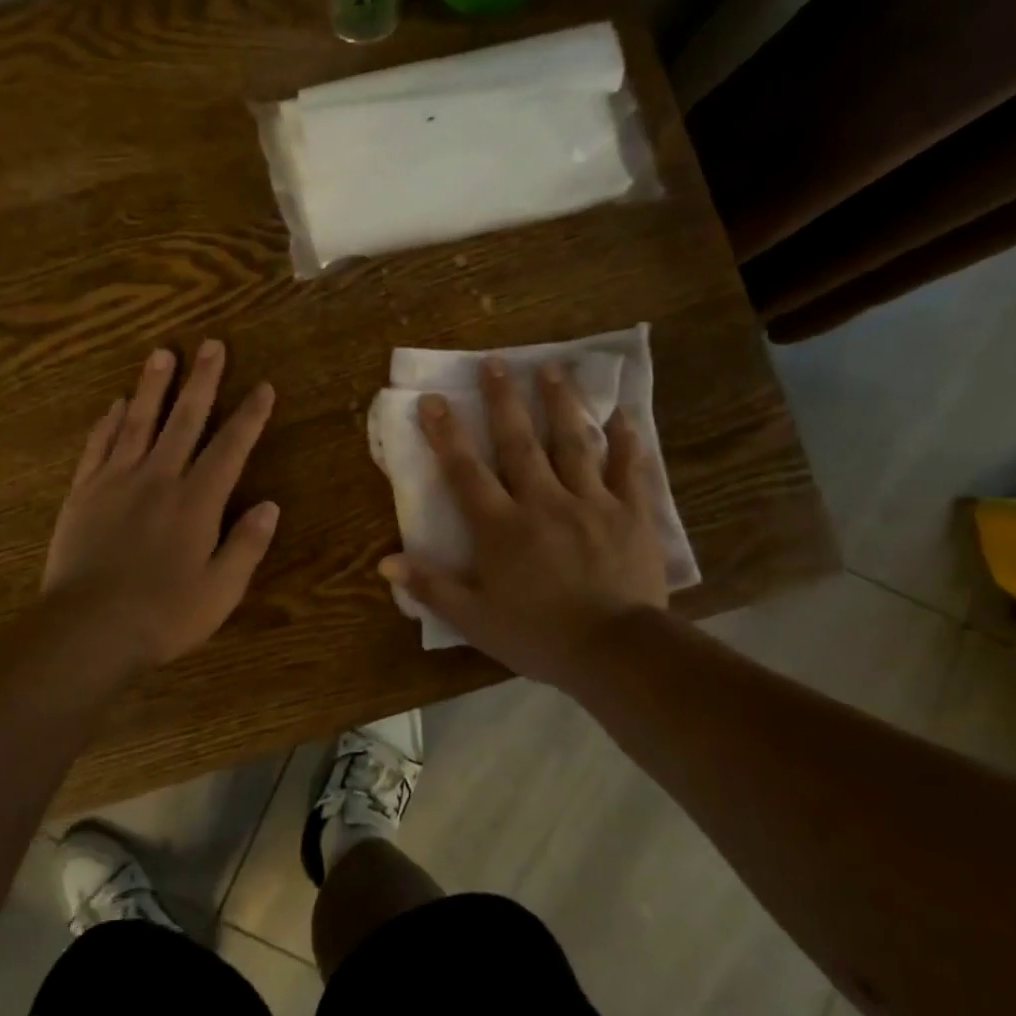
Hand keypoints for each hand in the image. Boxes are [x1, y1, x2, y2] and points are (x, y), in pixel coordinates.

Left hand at [42, 341, 277, 670]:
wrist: (88, 628)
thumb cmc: (164, 614)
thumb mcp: (221, 590)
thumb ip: (247, 544)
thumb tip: (270, 505)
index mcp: (197, 501)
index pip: (230, 447)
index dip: (249, 416)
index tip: (263, 387)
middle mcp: (159, 478)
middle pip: (185, 419)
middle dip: (203, 381)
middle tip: (212, 345)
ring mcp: (116, 481)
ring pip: (138, 421)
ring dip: (153, 386)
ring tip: (162, 353)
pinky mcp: (84, 493)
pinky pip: (98, 446)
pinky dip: (108, 422)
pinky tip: (114, 404)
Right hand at [380, 358, 667, 685]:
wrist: (615, 652)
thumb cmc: (538, 636)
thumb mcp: (474, 619)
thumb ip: (431, 586)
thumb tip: (385, 562)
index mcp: (501, 527)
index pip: (466, 472)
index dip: (447, 434)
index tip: (434, 399)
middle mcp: (543, 502)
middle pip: (519, 443)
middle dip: (504, 402)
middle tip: (496, 363)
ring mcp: (590, 503)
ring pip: (573, 443)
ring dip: (560, 404)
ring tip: (553, 368)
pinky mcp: (630, 514)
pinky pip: (629, 470)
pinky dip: (626, 441)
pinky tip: (624, 415)